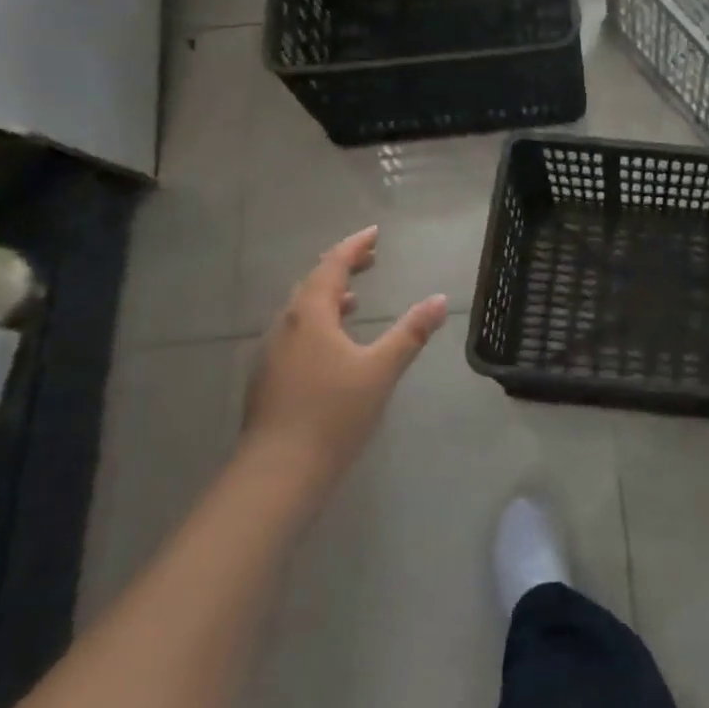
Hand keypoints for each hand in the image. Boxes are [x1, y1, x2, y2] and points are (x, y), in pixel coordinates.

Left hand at [244, 226, 448, 486]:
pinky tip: (332, 345)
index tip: (374, 234)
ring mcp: (271, 354)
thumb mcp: (381, 370)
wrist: (278, 472)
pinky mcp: (268, 379)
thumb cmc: (333, 413)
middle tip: (369, 259)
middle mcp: (285, 327)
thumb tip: (439, 299)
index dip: (354, 247)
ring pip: (301, 312)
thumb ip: (410, 333)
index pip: (331, 267)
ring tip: (354, 298)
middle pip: (312, 285)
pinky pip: (295, 334)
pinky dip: (318, 324)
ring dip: (328, 297)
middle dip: (341, 268)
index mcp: (310, 316)